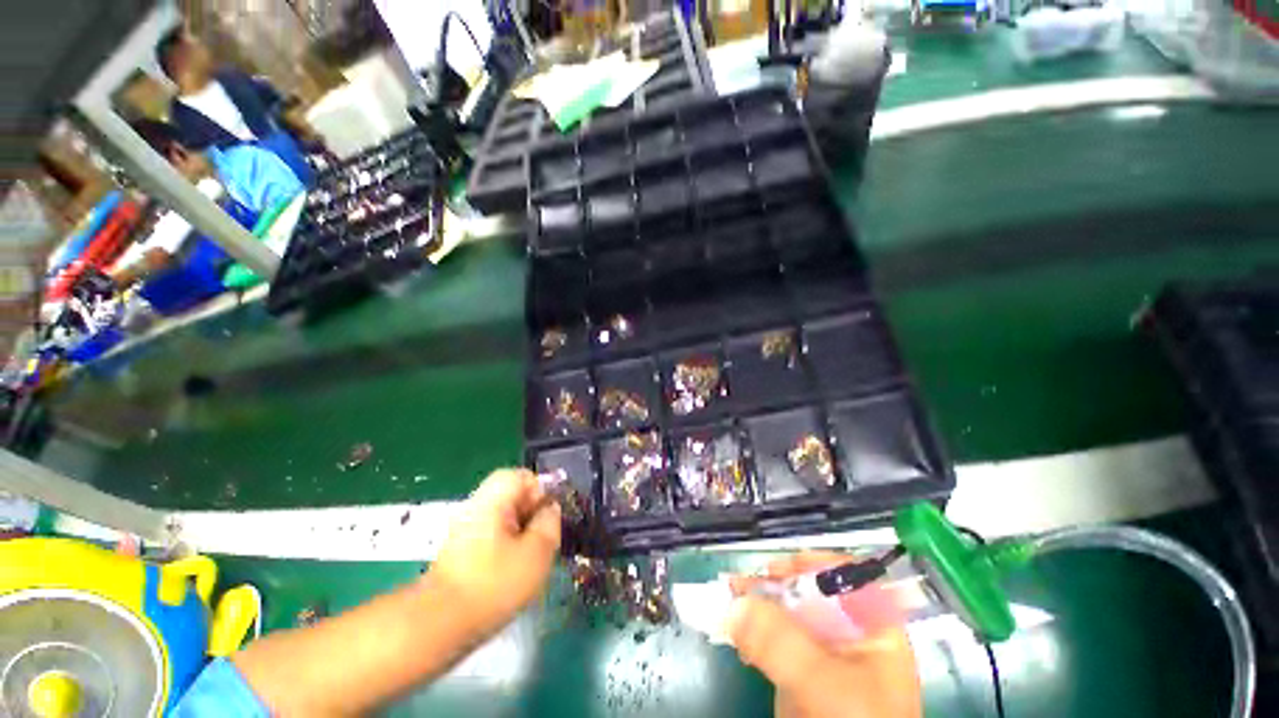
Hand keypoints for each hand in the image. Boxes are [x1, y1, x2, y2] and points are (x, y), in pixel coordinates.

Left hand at [427, 469, 560, 638]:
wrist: (438, 626)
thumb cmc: (493, 584)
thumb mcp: (536, 552)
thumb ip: (550, 522)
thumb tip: (551, 508)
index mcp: (493, 499)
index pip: (523, 476)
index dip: (542, 490)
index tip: (553, 513)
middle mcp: (476, 507)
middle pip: (513, 496)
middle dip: (533, 512)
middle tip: (546, 536)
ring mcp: (465, 530)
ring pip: (504, 517)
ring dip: (522, 530)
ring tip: (534, 555)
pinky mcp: (460, 552)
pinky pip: (493, 536)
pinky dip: (508, 545)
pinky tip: (515, 569)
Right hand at [727, 553, 921, 717]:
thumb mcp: (823, 683)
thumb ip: (781, 641)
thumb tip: (734, 603)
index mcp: (872, 626)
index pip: (843, 576)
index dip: (809, 564)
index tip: (773, 568)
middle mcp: (849, 634)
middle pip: (809, 591)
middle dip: (772, 585)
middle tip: (738, 584)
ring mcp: (824, 655)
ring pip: (788, 614)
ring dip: (757, 605)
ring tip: (728, 601)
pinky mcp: (802, 674)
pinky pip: (775, 641)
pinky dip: (754, 633)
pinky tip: (738, 637)